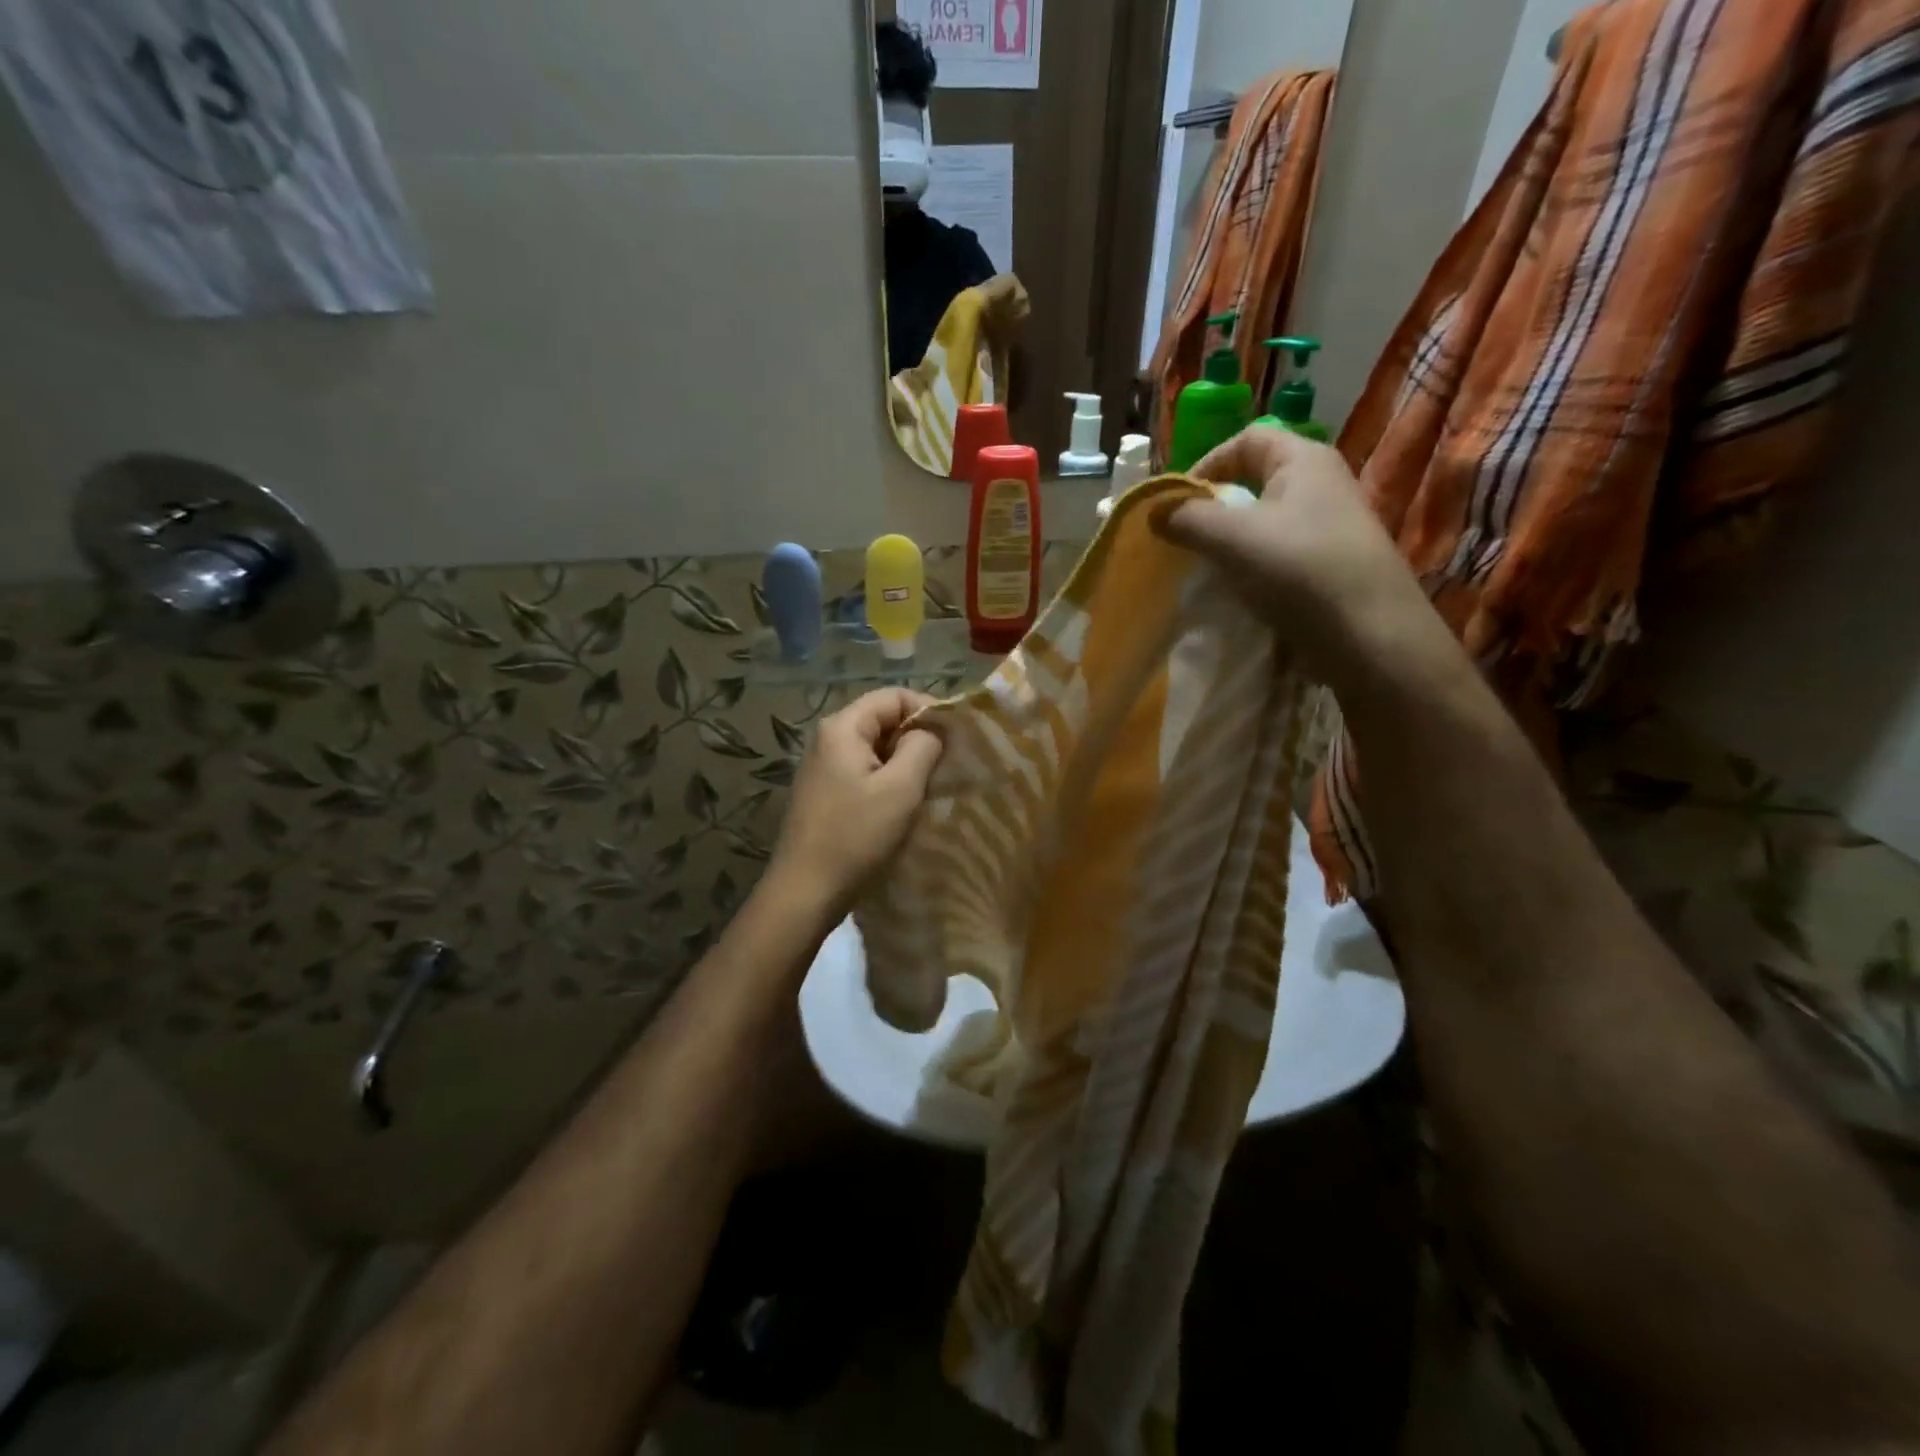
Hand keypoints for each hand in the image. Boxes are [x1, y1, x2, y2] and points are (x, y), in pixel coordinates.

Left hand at [767, 688, 944, 914]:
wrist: (805, 891)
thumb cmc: (856, 836)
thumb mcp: (900, 788)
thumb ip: (922, 747)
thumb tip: (931, 731)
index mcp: (843, 728)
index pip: (894, 696)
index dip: (929, 710)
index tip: (956, 739)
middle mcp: (828, 738)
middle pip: (883, 719)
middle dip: (918, 737)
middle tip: (947, 764)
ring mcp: (823, 766)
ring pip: (876, 748)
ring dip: (905, 762)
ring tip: (931, 785)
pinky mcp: (825, 792)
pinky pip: (864, 771)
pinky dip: (888, 780)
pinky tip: (904, 804)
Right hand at [1160, 426, 1435, 681]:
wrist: (1369, 635)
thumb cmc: (1300, 570)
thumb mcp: (1233, 539)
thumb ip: (1188, 519)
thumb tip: (1153, 511)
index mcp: (1304, 460)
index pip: (1246, 440)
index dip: (1207, 464)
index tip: (1177, 503)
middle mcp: (1321, 483)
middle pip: (1256, 480)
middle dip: (1215, 506)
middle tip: (1187, 537)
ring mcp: (1329, 525)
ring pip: (1266, 520)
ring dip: (1232, 540)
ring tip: (1208, 567)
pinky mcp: (1330, 564)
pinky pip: (1280, 552)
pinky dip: (1253, 565)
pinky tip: (1240, 590)